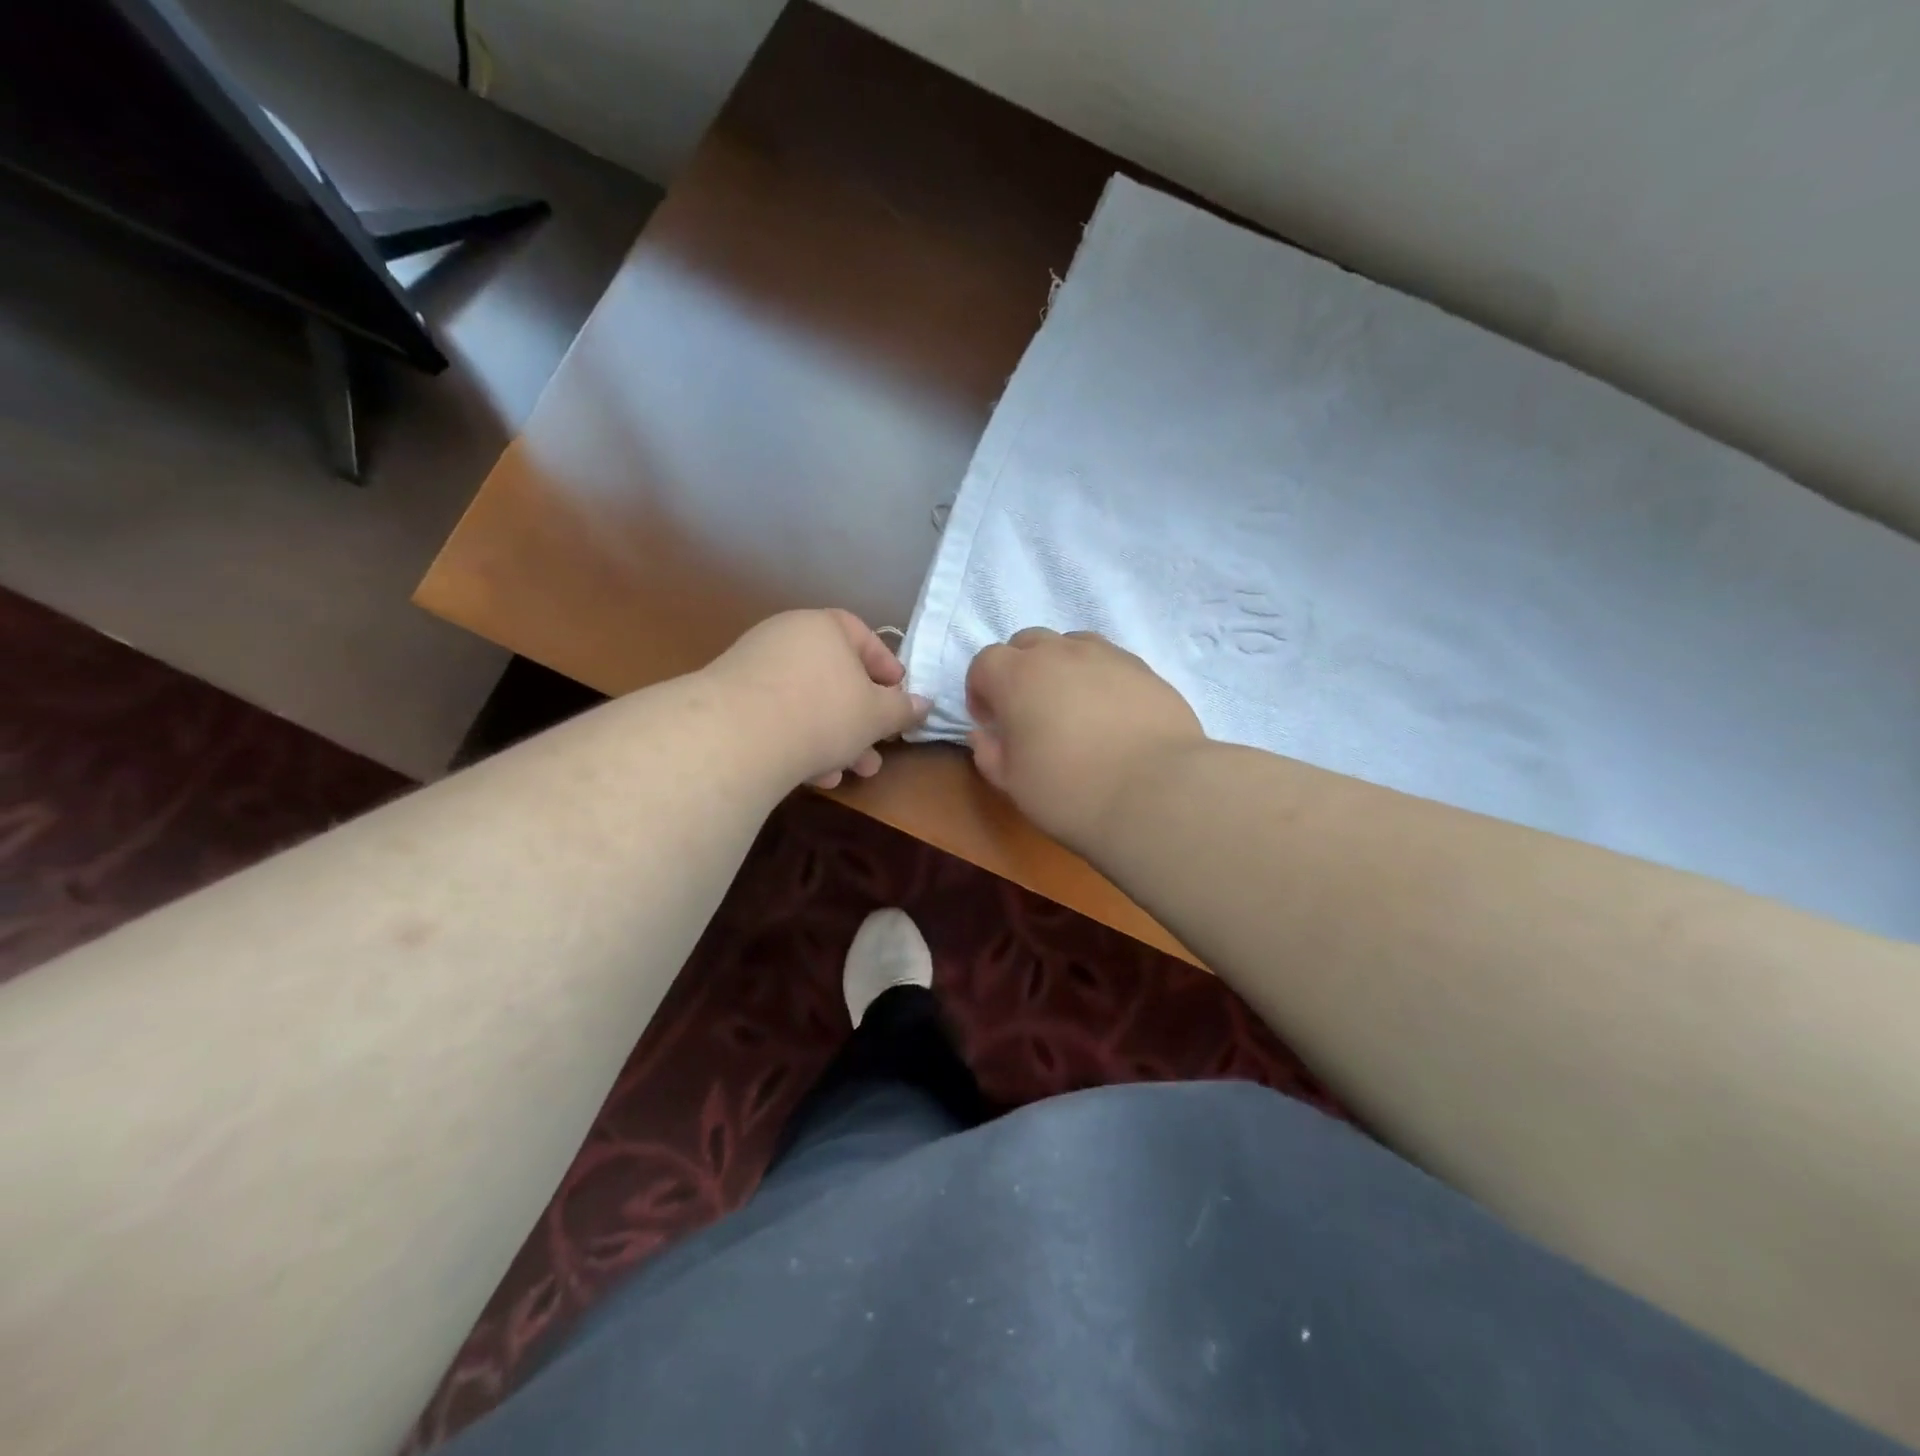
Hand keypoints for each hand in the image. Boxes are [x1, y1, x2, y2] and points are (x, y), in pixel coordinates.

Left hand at [707, 609, 928, 789]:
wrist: (738, 737)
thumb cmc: (823, 713)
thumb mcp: (877, 715)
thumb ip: (903, 709)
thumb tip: (923, 704)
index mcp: (823, 627)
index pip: (862, 636)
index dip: (886, 668)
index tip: (898, 697)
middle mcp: (786, 638)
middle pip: (835, 677)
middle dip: (861, 720)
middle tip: (877, 750)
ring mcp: (753, 668)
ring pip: (807, 703)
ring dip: (834, 739)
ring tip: (850, 773)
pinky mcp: (730, 701)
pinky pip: (777, 717)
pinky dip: (799, 741)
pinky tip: (812, 776)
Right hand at [966, 628, 1205, 849]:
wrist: (1156, 793)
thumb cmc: (1069, 791)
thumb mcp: (1013, 783)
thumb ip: (989, 753)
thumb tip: (984, 734)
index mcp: (1017, 676)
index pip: (985, 662)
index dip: (980, 690)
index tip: (990, 721)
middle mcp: (1059, 653)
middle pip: (1027, 642)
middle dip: (1019, 669)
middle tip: (1028, 710)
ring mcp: (1107, 656)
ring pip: (1071, 644)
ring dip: (1060, 666)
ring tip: (1071, 706)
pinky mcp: (1145, 669)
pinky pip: (1110, 661)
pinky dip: (1098, 678)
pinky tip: (1110, 714)